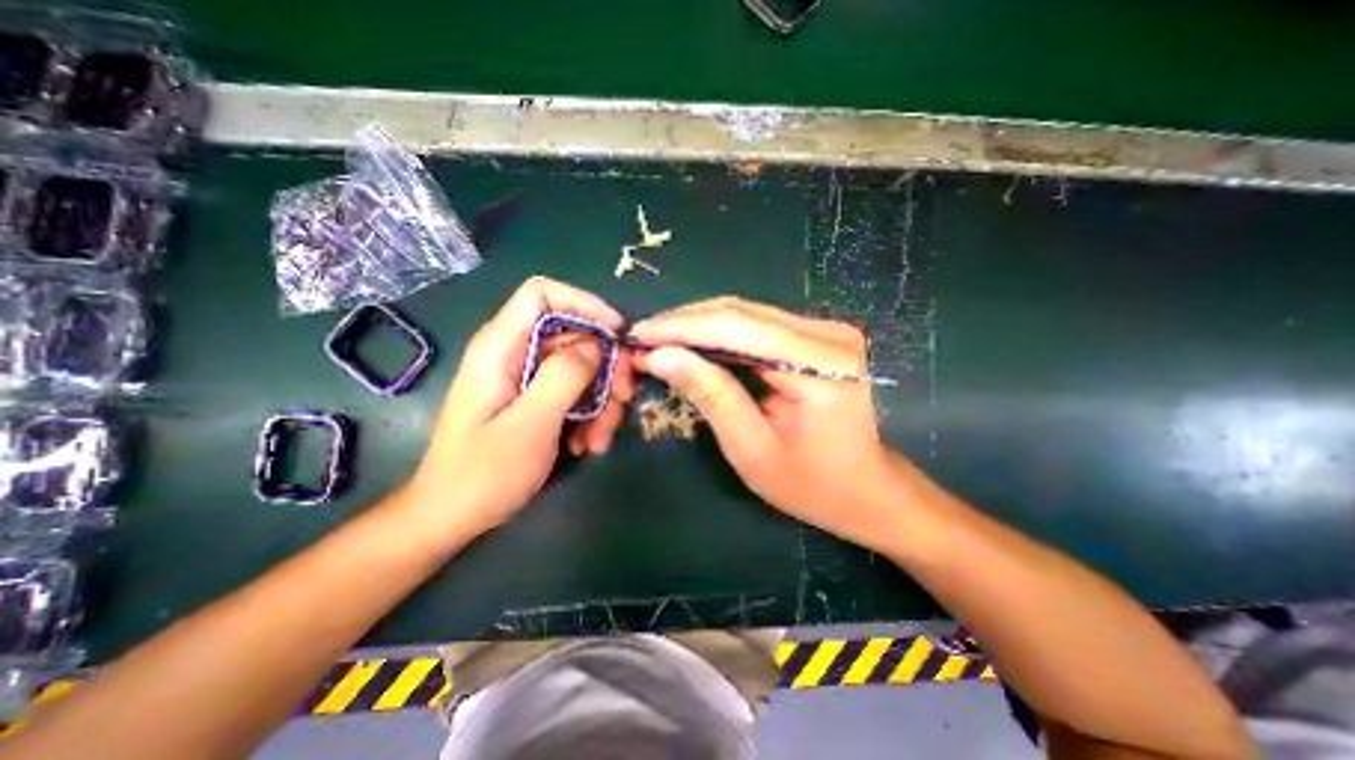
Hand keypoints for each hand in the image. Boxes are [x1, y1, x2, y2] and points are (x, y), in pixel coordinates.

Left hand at [400, 276, 634, 538]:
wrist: (452, 518)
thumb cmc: (482, 473)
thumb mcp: (530, 423)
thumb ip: (564, 376)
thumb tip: (597, 344)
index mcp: (501, 347)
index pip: (543, 294)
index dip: (584, 303)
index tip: (617, 331)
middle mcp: (515, 355)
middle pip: (574, 335)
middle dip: (606, 365)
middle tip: (624, 397)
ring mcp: (528, 379)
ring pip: (582, 368)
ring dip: (602, 401)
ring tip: (599, 439)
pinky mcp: (537, 400)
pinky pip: (575, 393)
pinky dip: (590, 416)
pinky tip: (587, 445)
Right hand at [629, 296, 902, 552]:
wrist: (864, 488)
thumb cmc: (810, 484)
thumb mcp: (751, 448)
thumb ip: (710, 395)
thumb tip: (659, 356)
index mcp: (821, 367)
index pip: (738, 328)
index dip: (682, 327)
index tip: (639, 335)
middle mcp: (829, 336)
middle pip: (742, 312)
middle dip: (685, 322)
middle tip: (644, 338)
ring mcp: (828, 330)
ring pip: (748, 312)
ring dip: (700, 324)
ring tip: (661, 340)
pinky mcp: (819, 334)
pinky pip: (759, 323)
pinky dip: (721, 331)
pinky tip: (695, 343)